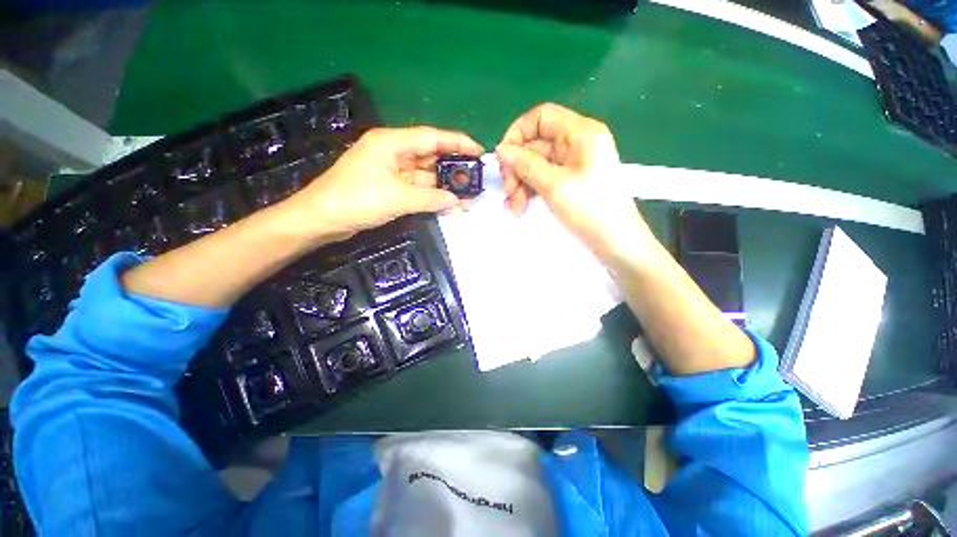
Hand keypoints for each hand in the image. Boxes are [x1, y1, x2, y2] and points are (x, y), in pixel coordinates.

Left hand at [283, 126, 482, 242]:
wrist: (322, 219)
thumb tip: (458, 203)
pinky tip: (448, 203)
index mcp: (392, 142)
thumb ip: (432, 199)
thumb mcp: (398, 198)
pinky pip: (417, 188)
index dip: (458, 143)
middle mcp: (393, 152)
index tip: (480, 152)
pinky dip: (431, 195)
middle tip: (476, 179)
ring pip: (425, 174)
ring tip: (467, 195)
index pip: (433, 138)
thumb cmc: (357, 200)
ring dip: (443, 185)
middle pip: (430, 155)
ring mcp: (391, 171)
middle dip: (453, 167)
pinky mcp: (389, 187)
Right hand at [495, 103, 650, 260]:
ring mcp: (574, 163)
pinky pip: (544, 178)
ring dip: (521, 184)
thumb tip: (500, 149)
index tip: (503, 159)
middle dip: (517, 169)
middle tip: (508, 193)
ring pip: (537, 165)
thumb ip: (525, 164)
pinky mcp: (571, 181)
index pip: (541, 117)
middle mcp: (577, 143)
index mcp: (580, 133)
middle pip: (536, 145)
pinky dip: (531, 190)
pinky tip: (521, 207)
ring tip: (514, 208)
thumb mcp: (554, 185)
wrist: (616, 241)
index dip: (518, 134)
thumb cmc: (589, 210)